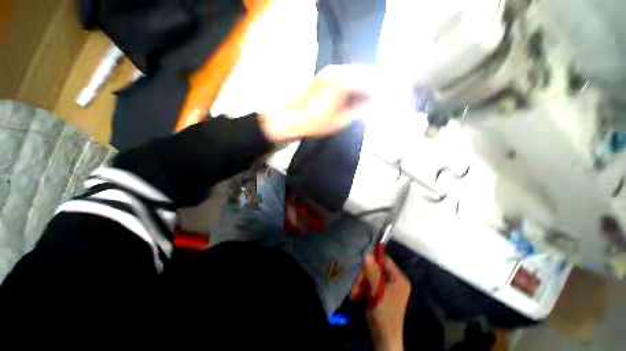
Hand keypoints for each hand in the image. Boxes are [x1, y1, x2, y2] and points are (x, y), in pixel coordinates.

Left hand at [259, 65, 371, 142]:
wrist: (290, 119)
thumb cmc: (315, 123)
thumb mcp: (340, 121)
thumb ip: (359, 112)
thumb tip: (372, 106)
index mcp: (343, 82)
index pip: (369, 83)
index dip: (377, 93)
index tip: (382, 102)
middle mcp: (337, 71)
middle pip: (363, 74)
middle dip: (371, 86)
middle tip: (375, 101)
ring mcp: (329, 70)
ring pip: (354, 73)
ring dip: (362, 84)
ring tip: (366, 99)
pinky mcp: (324, 74)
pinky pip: (344, 75)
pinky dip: (352, 83)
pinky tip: (353, 94)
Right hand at [351, 254, 410, 350]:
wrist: (384, 338)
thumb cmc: (384, 314)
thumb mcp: (377, 291)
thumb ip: (372, 272)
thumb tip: (367, 254)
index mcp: (398, 279)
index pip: (385, 260)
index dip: (374, 260)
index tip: (362, 265)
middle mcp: (394, 281)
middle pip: (375, 269)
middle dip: (364, 276)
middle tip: (356, 285)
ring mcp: (387, 288)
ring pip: (370, 277)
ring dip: (360, 284)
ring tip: (354, 293)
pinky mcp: (380, 294)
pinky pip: (369, 285)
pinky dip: (362, 289)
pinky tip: (356, 296)